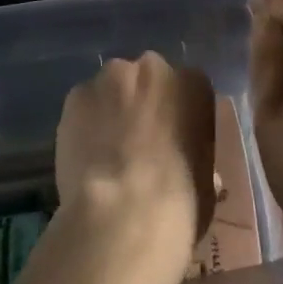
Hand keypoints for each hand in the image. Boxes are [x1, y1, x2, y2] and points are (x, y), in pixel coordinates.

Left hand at [55, 53, 215, 266]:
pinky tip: (85, 158)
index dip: (178, 117)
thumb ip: (196, 160)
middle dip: (143, 105)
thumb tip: (187, 167)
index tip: (172, 143)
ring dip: (111, 111)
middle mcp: (153, 68)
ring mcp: (111, 77)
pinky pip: (83, 106)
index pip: (188, 90)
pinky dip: (83, 125)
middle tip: (138, 145)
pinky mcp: (77, 94)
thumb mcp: (205, 184)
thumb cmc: (180, 203)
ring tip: (106, 154)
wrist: (123, 216)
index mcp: (193, 84)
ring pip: (112, 89)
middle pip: (147, 80)